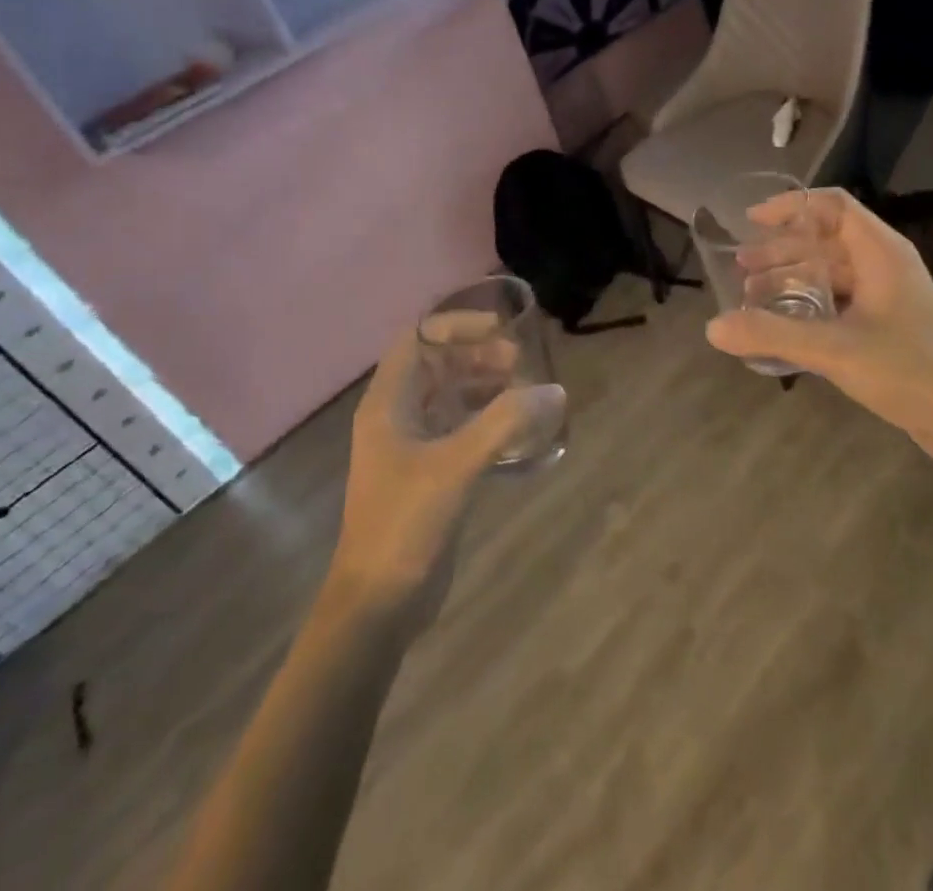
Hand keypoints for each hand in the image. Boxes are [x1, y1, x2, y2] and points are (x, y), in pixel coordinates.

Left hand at [329, 330, 565, 605]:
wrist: (377, 605)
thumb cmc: (405, 523)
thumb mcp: (456, 465)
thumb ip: (505, 423)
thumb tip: (555, 390)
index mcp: (388, 403)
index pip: (418, 339)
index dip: (457, 326)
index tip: (500, 330)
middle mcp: (396, 416)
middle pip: (437, 365)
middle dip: (478, 356)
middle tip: (521, 363)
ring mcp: (411, 446)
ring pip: (449, 396)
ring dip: (485, 386)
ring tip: (525, 390)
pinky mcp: (428, 473)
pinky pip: (459, 428)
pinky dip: (487, 419)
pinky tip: (518, 430)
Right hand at [706, 189, 932, 466]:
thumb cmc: (907, 369)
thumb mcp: (833, 349)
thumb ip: (772, 334)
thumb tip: (713, 327)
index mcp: (880, 251)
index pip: (833, 205)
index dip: (791, 206)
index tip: (752, 221)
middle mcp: (885, 264)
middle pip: (826, 239)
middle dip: (782, 249)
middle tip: (743, 268)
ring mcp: (890, 295)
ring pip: (832, 272)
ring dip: (793, 278)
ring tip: (753, 296)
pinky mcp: (889, 324)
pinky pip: (841, 299)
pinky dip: (810, 304)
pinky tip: (785, 326)